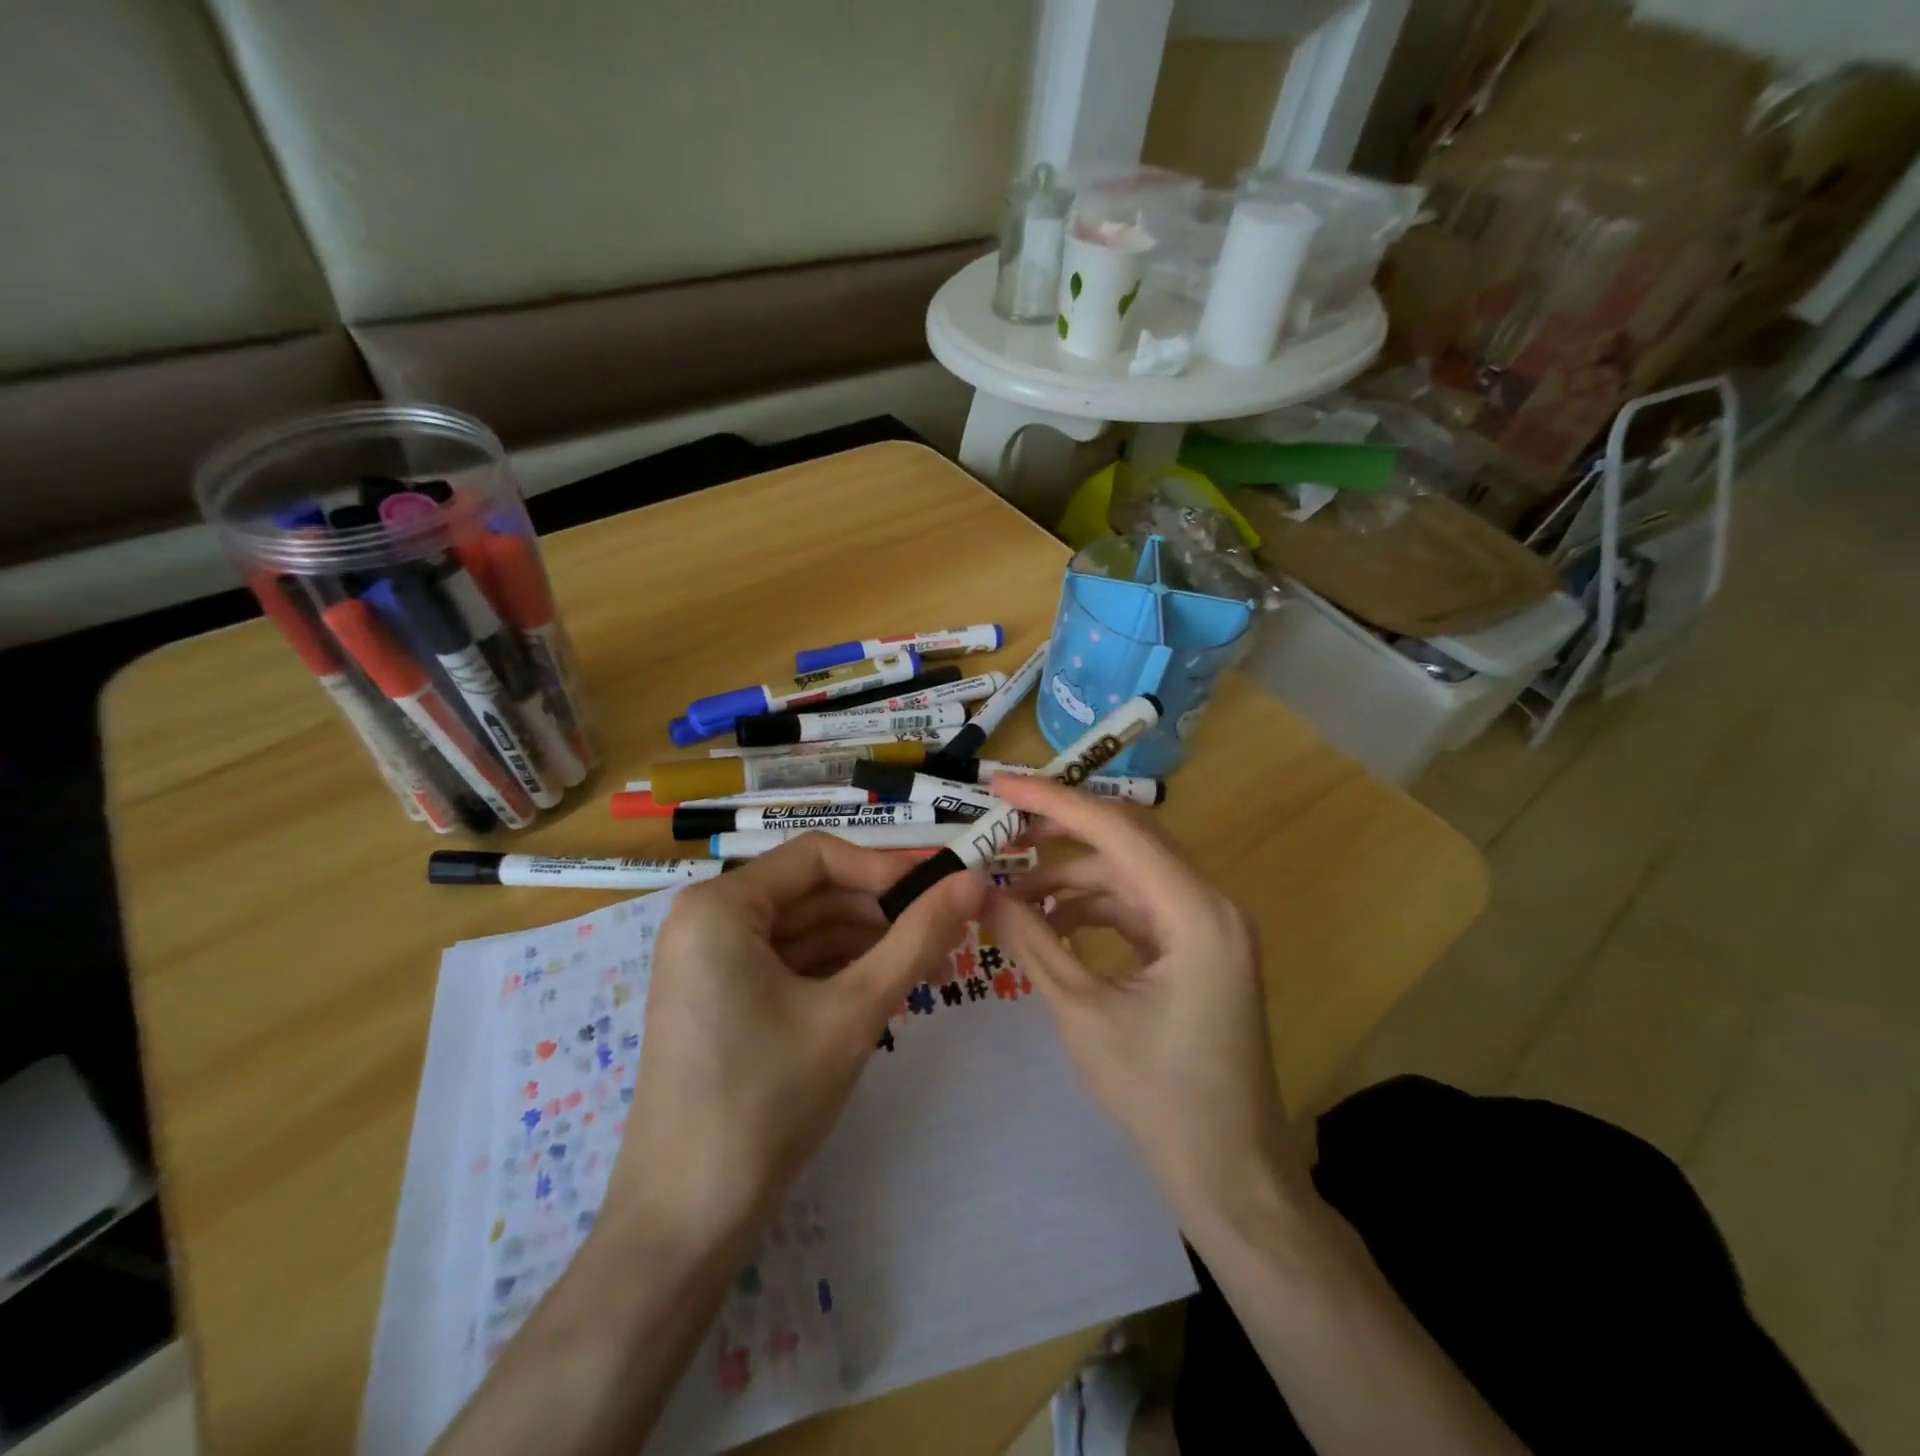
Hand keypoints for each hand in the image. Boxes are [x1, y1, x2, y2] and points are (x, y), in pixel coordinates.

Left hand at [610, 835, 984, 1244]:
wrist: (686, 1221)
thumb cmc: (767, 1100)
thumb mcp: (854, 1010)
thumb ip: (917, 937)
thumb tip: (975, 881)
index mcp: (720, 906)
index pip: (818, 856)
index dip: (885, 868)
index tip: (942, 892)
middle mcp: (705, 920)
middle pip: (811, 892)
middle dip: (880, 911)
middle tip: (946, 934)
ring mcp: (707, 962)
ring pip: (802, 930)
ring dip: (864, 942)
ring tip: (928, 964)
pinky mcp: (717, 999)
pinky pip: (785, 963)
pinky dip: (834, 970)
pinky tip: (882, 988)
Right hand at [982, 774, 1303, 1225]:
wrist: (1230, 1175)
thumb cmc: (1160, 1099)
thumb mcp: (1083, 1014)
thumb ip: (1032, 943)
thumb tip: (982, 893)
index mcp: (1195, 911)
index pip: (1117, 830)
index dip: (1052, 801)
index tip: (999, 785)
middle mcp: (1210, 903)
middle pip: (1127, 840)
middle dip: (1060, 831)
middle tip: (1000, 828)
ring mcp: (1208, 925)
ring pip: (1129, 874)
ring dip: (1071, 878)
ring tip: (1012, 896)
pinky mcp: (1197, 948)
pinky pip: (1137, 908)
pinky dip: (1093, 909)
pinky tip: (1050, 924)